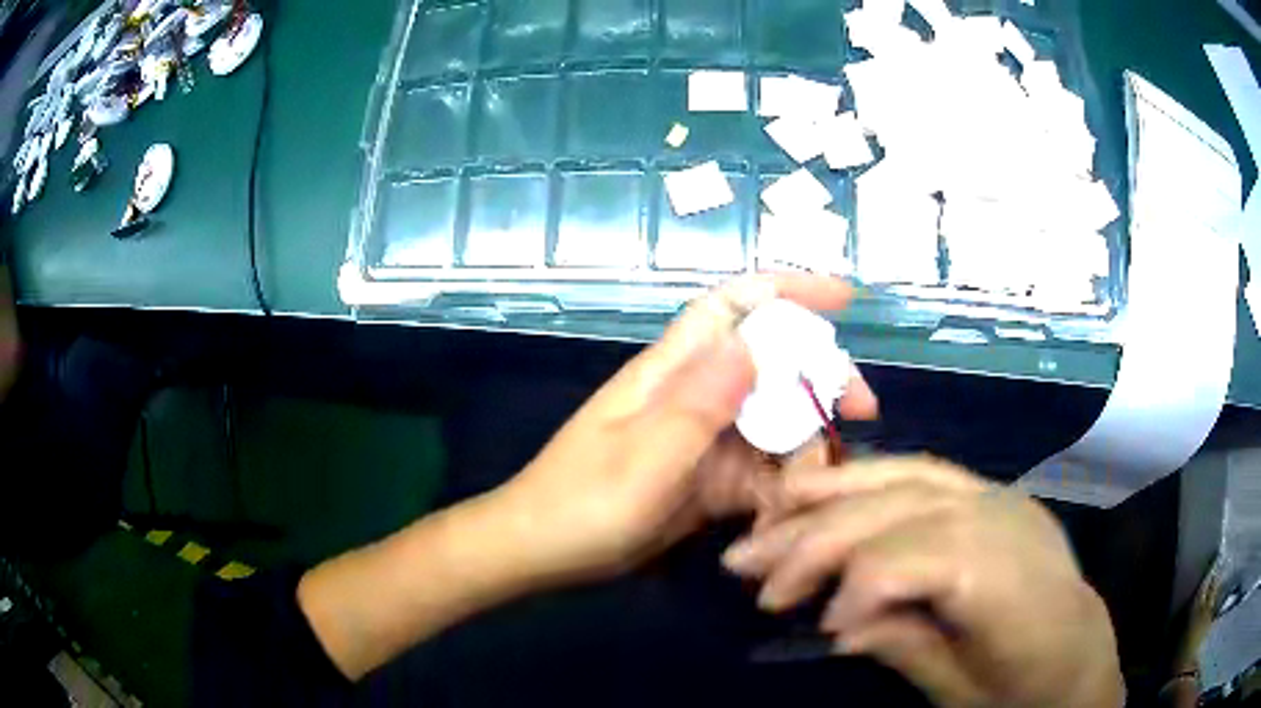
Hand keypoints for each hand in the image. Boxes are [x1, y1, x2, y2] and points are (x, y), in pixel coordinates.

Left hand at [494, 273, 877, 583]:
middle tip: (863, 411)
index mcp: (672, 372)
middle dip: (822, 376)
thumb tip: (753, 342)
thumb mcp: (642, 458)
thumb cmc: (581, 503)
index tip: (845, 299)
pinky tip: (798, 504)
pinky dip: (785, 481)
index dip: (788, 290)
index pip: (733, 307)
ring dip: (809, 439)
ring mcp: (703, 438)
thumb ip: (698, 404)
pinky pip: (759, 468)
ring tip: (829, 476)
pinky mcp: (706, 478)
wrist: (542, 552)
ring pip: (774, 419)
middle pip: (771, 363)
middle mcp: (694, 395)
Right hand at [723, 457, 1123, 707]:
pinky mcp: (989, 492)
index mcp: (1009, 581)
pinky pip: (922, 471)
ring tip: (768, 511)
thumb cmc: (1023, 686)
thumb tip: (836, 625)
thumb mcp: (960, 691)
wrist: (1079, 653)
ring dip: (829, 492)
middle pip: (900, 508)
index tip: (816, 624)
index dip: (857, 583)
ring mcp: (999, 496)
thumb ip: (904, 647)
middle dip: (818, 537)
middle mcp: (1005, 520)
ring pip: (904, 476)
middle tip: (746, 565)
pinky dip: (867, 476)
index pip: (922, 556)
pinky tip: (827, 487)